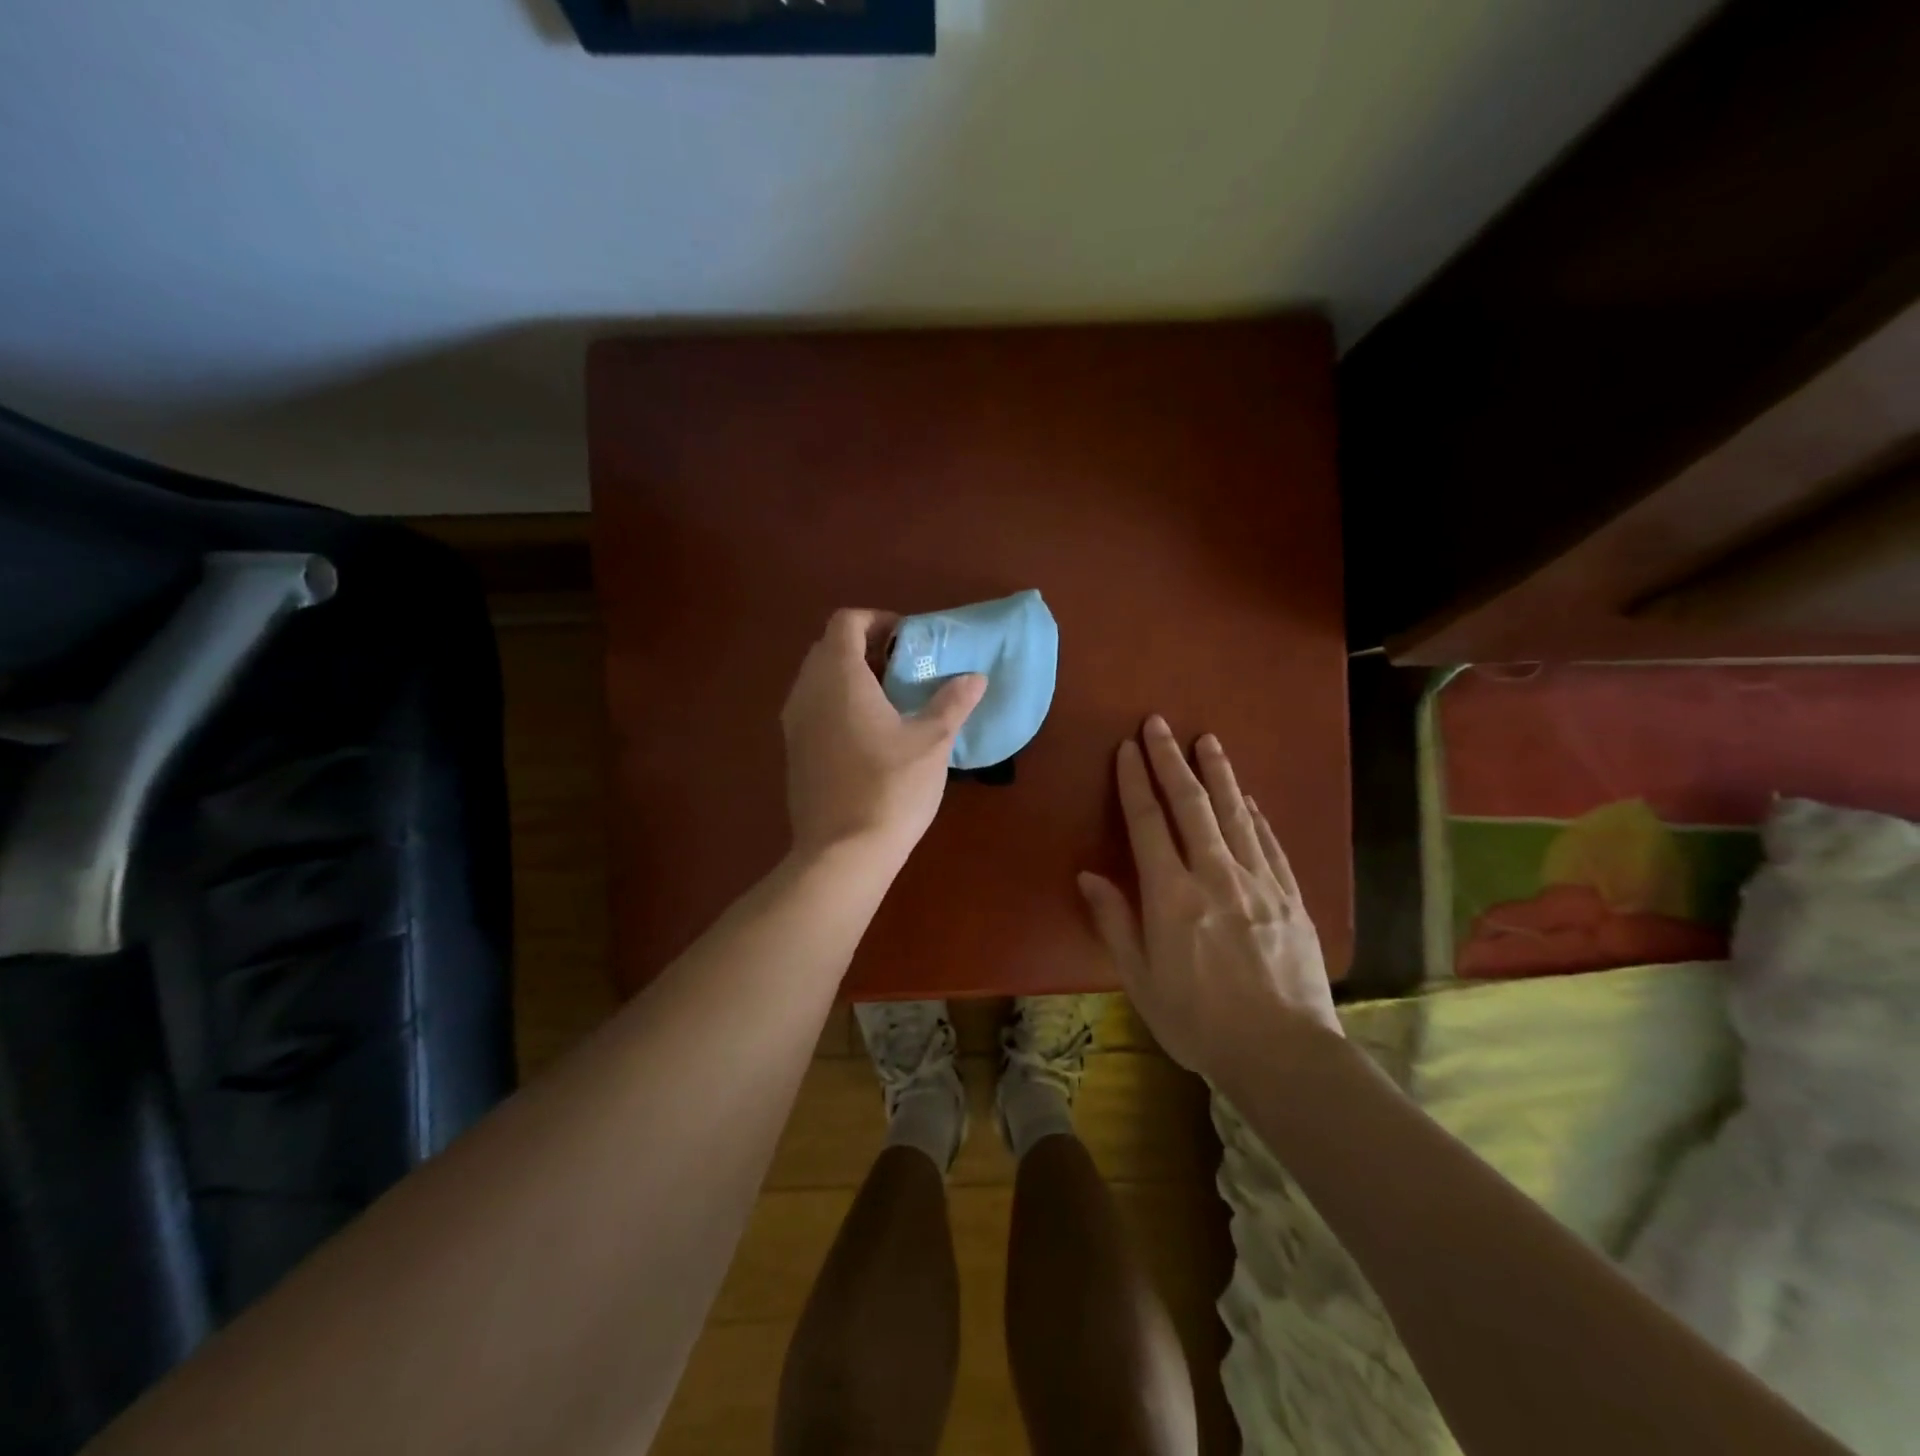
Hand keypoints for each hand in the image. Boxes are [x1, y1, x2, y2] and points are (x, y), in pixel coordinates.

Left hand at [780, 609, 986, 865]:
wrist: (842, 854)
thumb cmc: (890, 788)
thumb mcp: (932, 742)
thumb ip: (953, 702)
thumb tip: (975, 678)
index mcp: (838, 677)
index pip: (846, 622)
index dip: (878, 621)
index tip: (909, 641)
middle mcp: (807, 691)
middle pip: (829, 648)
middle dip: (867, 648)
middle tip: (905, 668)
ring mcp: (794, 723)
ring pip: (819, 679)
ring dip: (852, 677)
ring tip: (892, 700)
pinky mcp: (794, 751)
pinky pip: (814, 707)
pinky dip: (839, 703)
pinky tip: (871, 733)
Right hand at [1077, 716, 1340, 1087]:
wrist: (1284, 1055)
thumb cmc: (1199, 1023)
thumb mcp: (1140, 981)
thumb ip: (1115, 922)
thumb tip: (1089, 876)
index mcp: (1172, 896)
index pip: (1148, 823)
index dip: (1135, 781)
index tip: (1127, 749)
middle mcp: (1215, 877)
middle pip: (1191, 806)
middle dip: (1172, 760)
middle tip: (1159, 723)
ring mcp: (1259, 883)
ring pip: (1234, 815)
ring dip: (1218, 774)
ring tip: (1207, 741)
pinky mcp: (1291, 898)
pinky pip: (1269, 844)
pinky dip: (1254, 816)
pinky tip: (1247, 799)